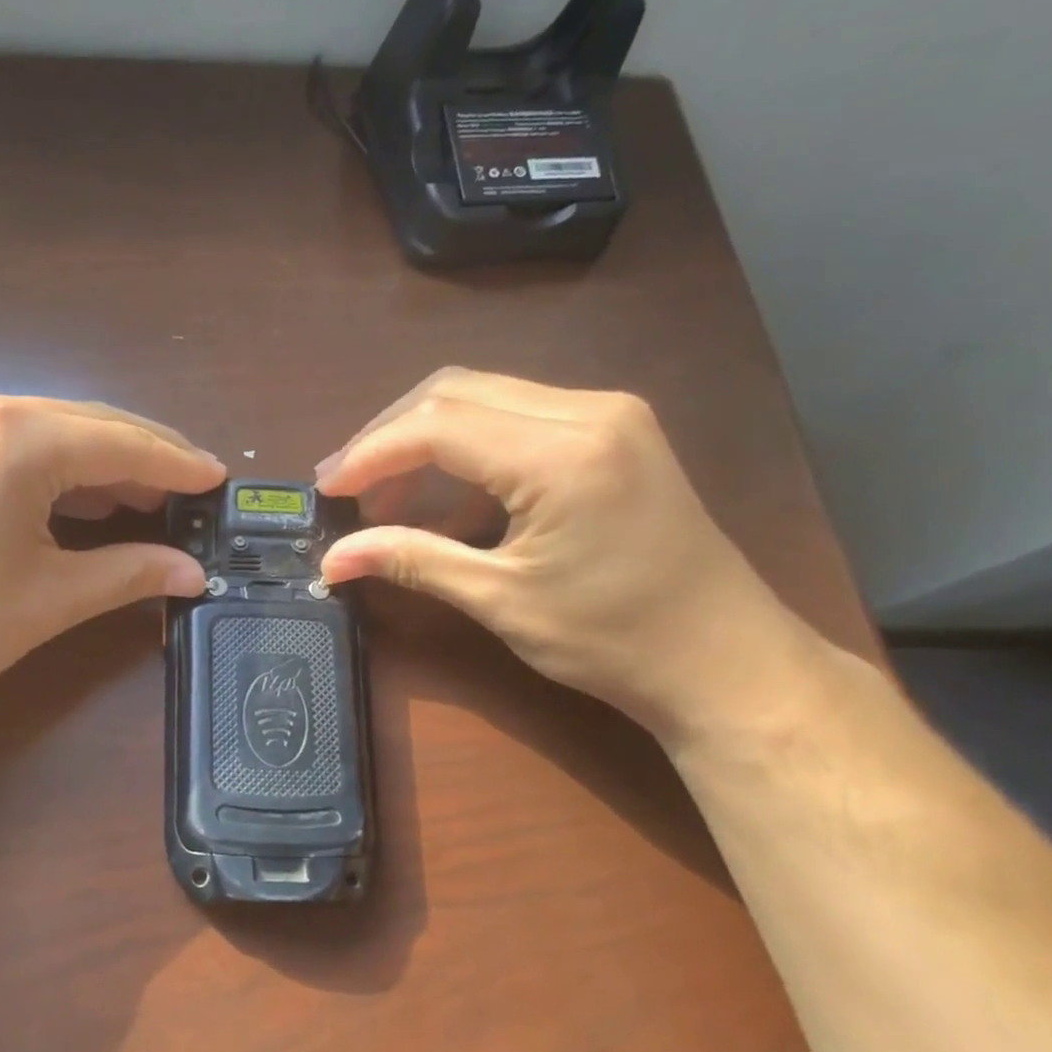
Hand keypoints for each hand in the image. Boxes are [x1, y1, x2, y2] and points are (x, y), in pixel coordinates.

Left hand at [0, 383, 222, 743]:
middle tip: (190, 495)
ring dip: (98, 465)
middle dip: (142, 461)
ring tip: (148, 500)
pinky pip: (9, 443)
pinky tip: (81, 498)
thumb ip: (129, 574)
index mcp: (12, 436)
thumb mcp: (48, 600)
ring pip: (47, 431)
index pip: (120, 442)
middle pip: (85, 425)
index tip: (219, 479)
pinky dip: (53, 469)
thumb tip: (193, 574)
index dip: (176, 463)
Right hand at [315, 370, 817, 741]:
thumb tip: (331, 561)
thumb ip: (411, 562)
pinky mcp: (611, 431)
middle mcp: (587, 410)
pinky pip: (514, 416)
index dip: (369, 454)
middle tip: (346, 487)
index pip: (436, 426)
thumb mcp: (500, 601)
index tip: (326, 490)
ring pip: (482, 395)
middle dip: (387, 435)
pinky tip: (442, 494)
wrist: (726, 660)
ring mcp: (606, 414)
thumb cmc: (614, 640)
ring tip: (384, 495)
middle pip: (454, 391)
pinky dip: (463, 445)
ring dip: (421, 437)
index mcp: (562, 454)